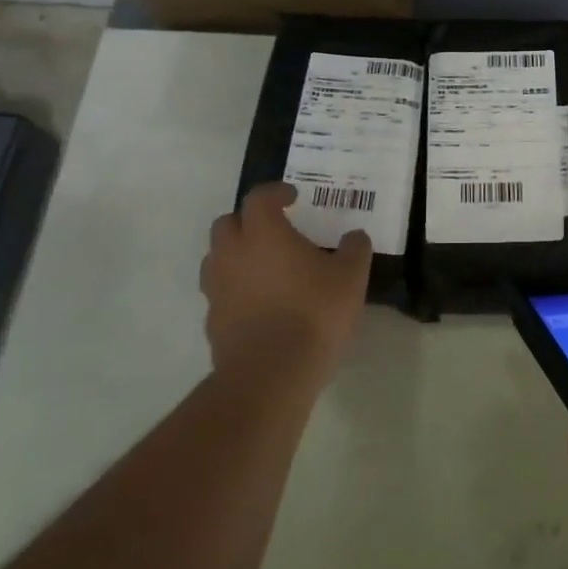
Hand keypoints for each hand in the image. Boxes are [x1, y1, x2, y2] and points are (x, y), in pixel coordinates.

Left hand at [201, 183, 371, 379]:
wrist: (271, 375)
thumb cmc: (313, 313)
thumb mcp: (350, 277)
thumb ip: (354, 250)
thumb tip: (354, 237)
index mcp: (263, 233)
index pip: (259, 198)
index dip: (275, 193)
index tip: (292, 197)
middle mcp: (232, 254)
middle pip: (227, 224)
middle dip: (248, 221)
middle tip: (274, 230)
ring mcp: (217, 289)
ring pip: (217, 259)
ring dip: (237, 255)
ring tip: (264, 267)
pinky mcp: (213, 322)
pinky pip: (221, 294)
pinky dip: (236, 290)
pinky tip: (260, 304)